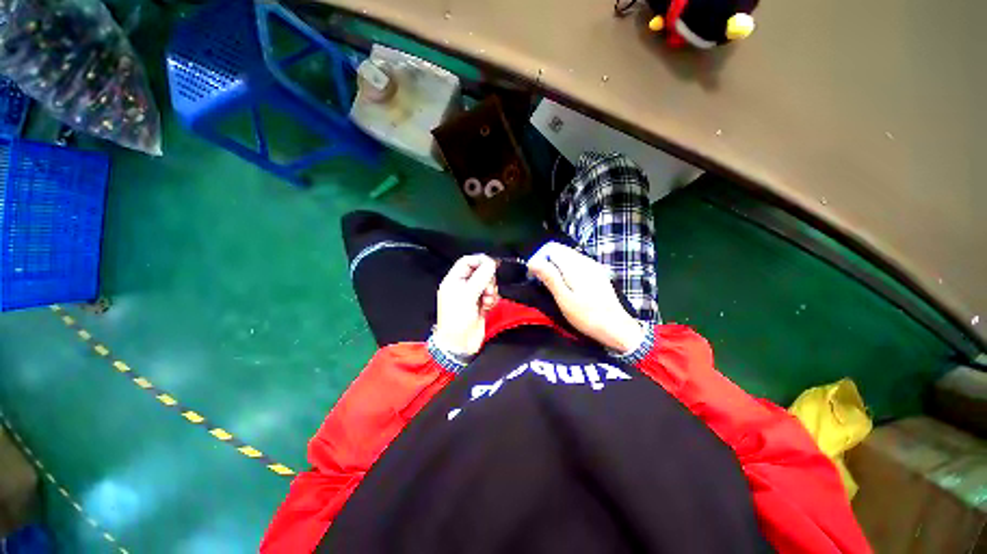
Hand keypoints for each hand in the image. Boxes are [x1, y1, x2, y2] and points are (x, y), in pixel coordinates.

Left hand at [433, 255, 499, 355]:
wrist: (460, 344)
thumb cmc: (458, 318)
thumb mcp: (468, 295)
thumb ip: (481, 277)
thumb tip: (492, 263)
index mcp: (454, 280)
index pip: (467, 261)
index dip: (480, 260)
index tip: (493, 265)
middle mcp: (463, 285)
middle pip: (480, 271)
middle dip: (487, 279)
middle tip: (488, 290)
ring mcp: (472, 295)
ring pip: (487, 283)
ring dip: (491, 290)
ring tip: (487, 301)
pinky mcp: (480, 304)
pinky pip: (490, 294)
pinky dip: (492, 299)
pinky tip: (488, 307)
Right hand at [527, 242, 643, 352]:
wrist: (616, 327)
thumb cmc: (587, 316)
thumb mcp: (564, 299)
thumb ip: (549, 277)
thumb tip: (533, 261)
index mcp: (575, 266)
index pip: (552, 249)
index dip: (540, 259)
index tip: (535, 276)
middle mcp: (585, 261)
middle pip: (560, 250)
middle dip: (547, 262)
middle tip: (542, 281)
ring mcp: (593, 266)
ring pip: (568, 256)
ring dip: (557, 266)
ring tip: (553, 285)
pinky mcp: (597, 273)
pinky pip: (577, 263)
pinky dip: (567, 269)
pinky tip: (568, 285)